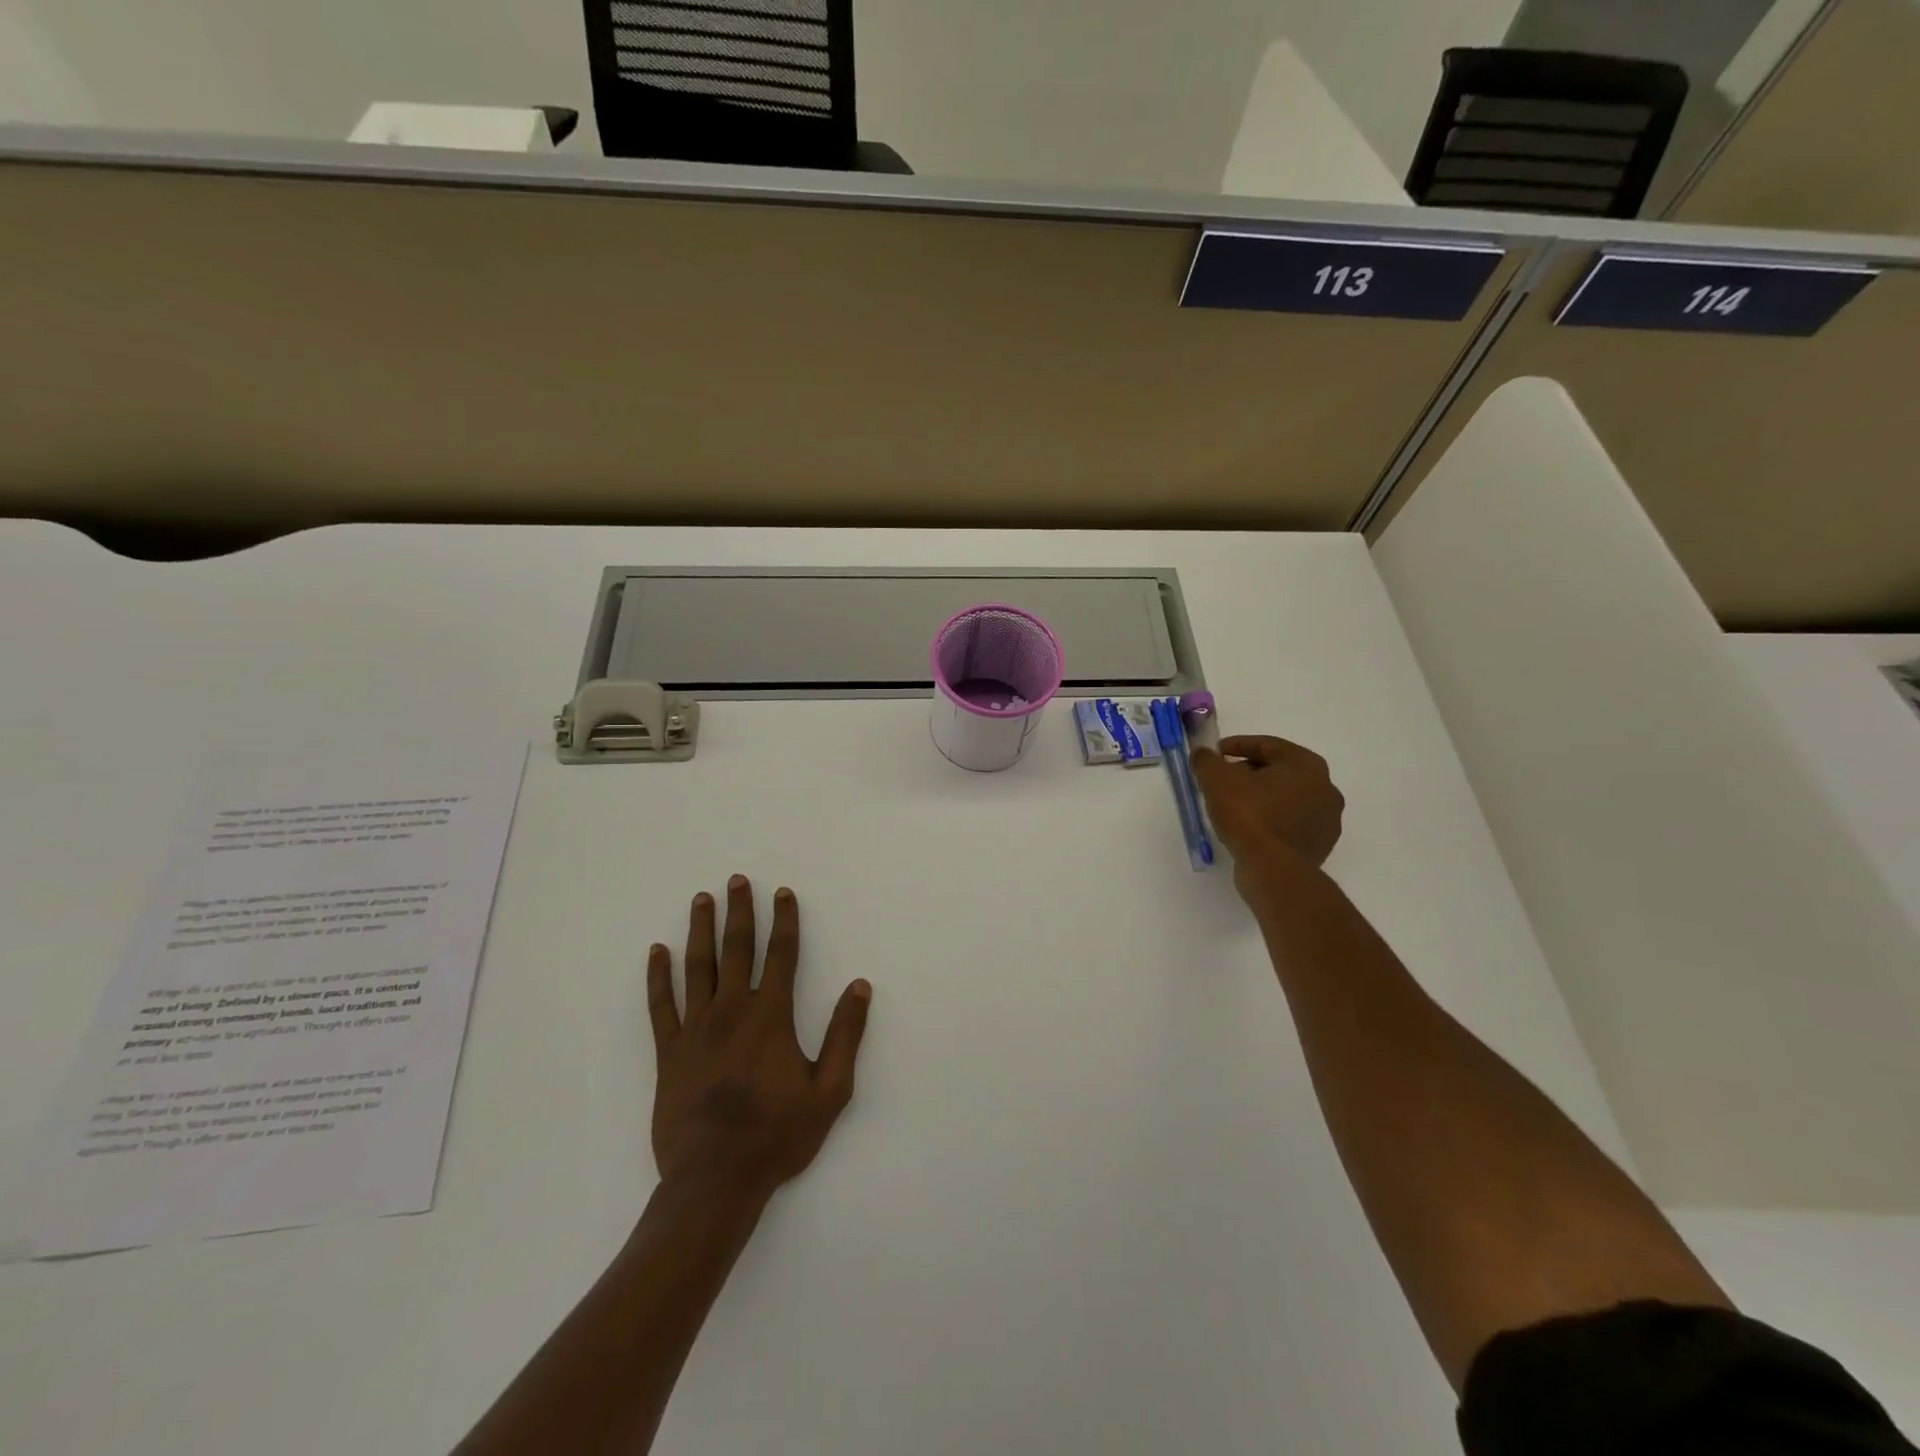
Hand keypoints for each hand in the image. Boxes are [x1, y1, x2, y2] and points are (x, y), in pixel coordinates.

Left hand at [647, 876, 871, 1206]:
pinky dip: (658, 976)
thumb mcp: (830, 1090)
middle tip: (736, 880)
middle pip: (737, 949)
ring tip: (701, 899)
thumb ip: (846, 1035)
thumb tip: (859, 986)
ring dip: (700, 930)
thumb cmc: (777, 1135)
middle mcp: (732, 1011)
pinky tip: (656, 952)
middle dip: (740, 912)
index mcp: (771, 1016)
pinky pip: (661, 1005)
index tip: (782, 893)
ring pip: (697, 967)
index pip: (781, 955)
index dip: (784, 921)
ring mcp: (696, 1029)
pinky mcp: (669, 1052)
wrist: (715, 1180)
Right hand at [1190, 736, 1344, 878]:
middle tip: (1222, 780)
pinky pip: (1290, 822)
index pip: (1268, 745)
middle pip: (1279, 771)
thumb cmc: (1248, 815)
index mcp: (1306, 764)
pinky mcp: (1320, 844)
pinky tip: (1249, 828)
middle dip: (1249, 772)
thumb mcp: (1216, 780)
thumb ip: (1207, 760)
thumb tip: (1203, 754)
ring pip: (1286, 798)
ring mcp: (1327, 819)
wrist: (1273, 869)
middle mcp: (1325, 787)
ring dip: (1261, 797)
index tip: (1216, 753)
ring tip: (1232, 805)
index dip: (1237, 745)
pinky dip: (1271, 819)